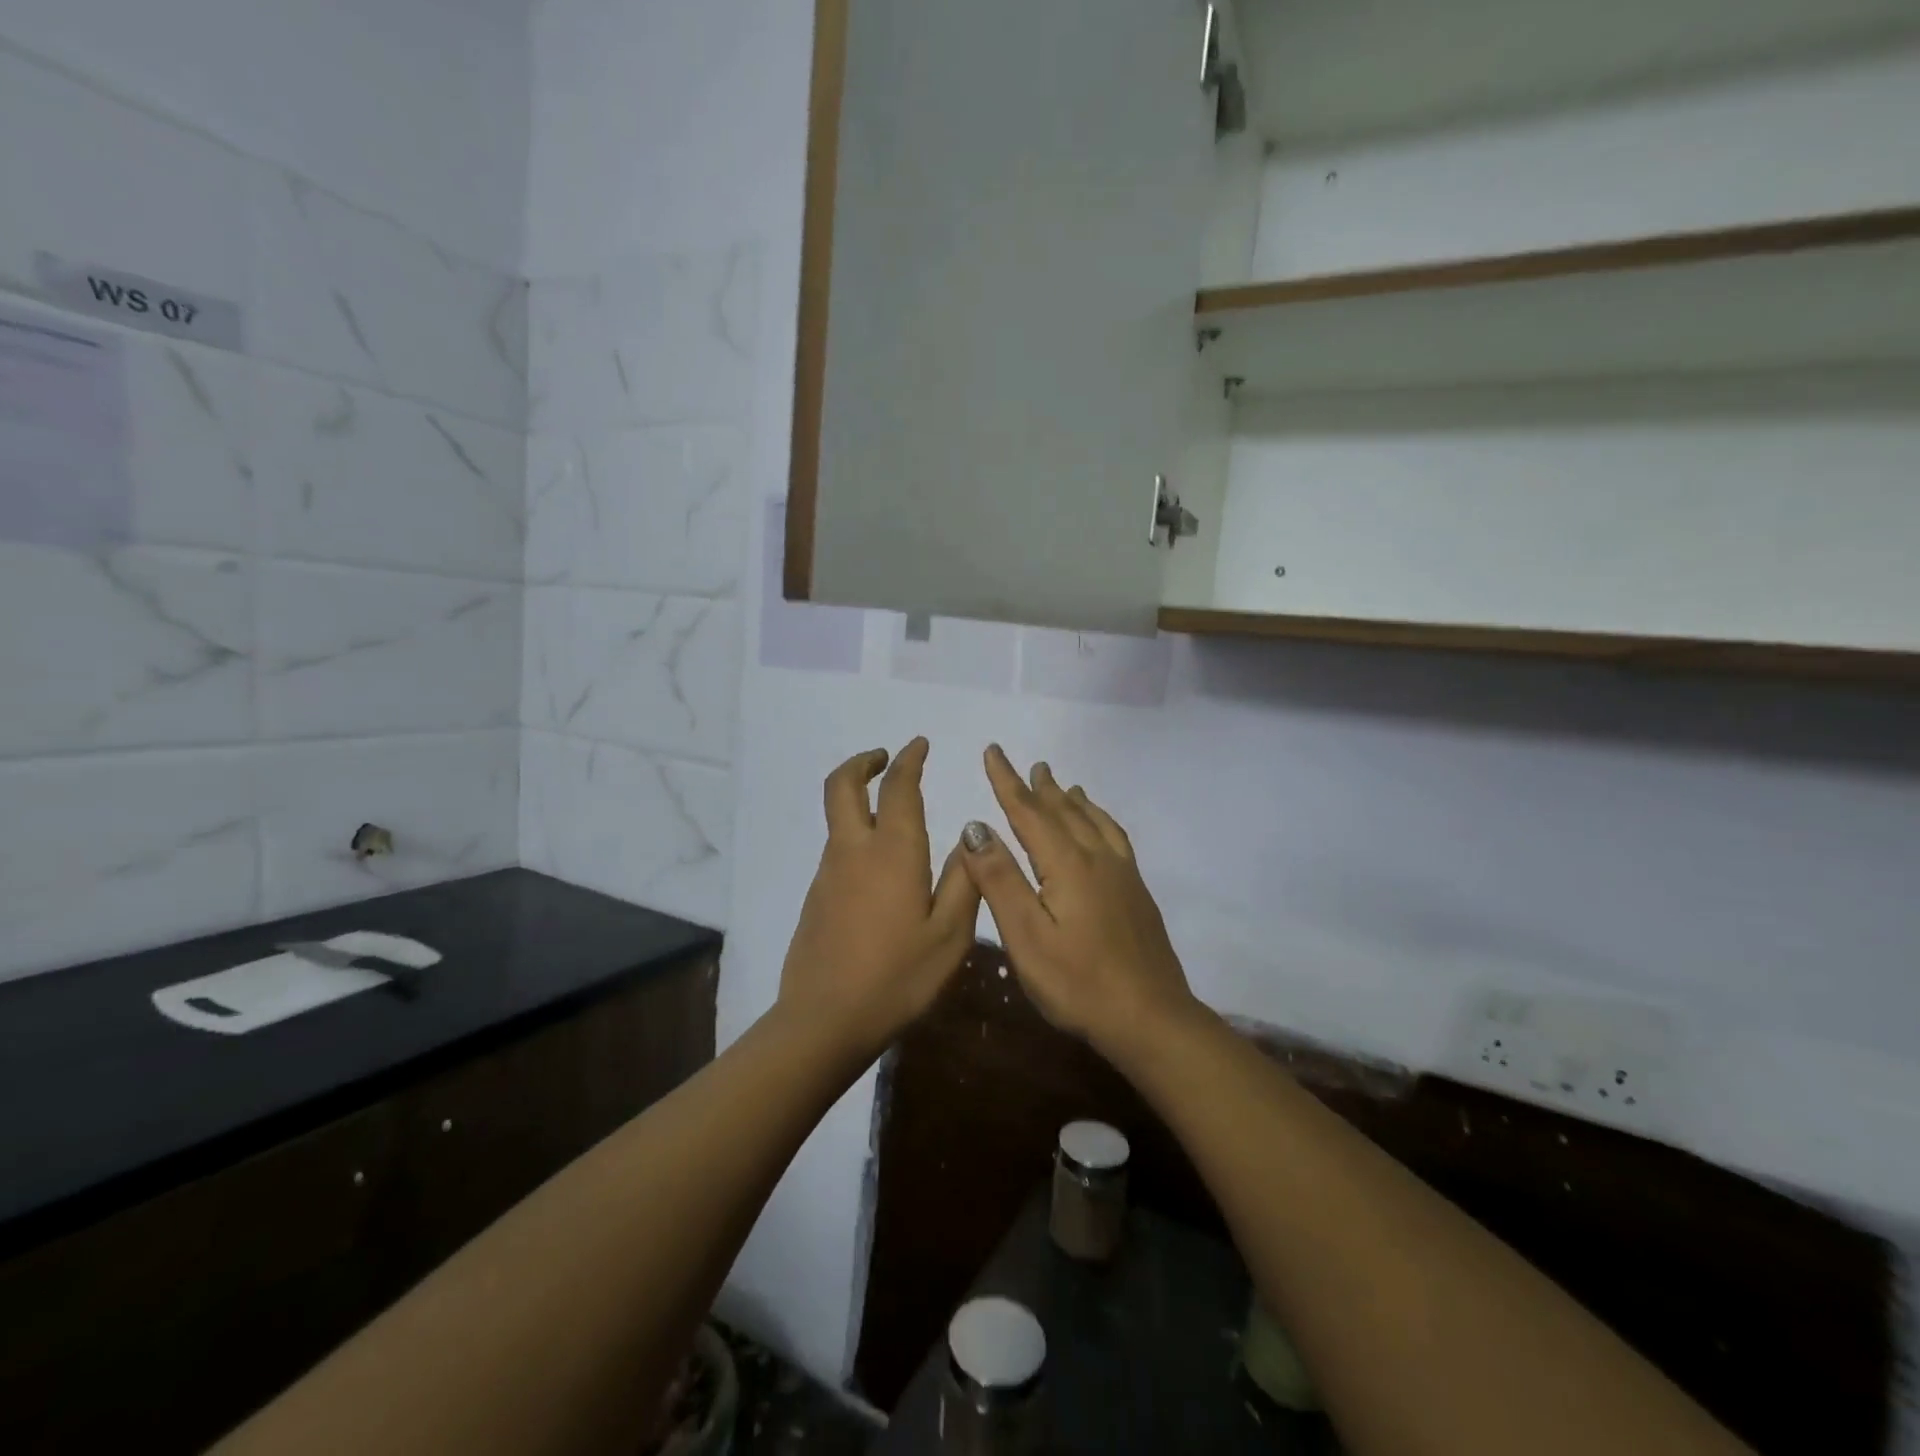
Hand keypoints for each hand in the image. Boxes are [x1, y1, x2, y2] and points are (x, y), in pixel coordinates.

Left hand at [777, 739, 980, 1063]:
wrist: (825, 1020)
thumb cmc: (898, 977)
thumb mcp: (950, 934)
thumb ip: (966, 880)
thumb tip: (972, 835)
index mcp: (893, 851)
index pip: (898, 787)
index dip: (908, 760)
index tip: (919, 745)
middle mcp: (854, 850)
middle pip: (843, 786)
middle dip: (863, 762)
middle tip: (884, 757)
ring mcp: (828, 873)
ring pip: (838, 817)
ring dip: (858, 797)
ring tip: (891, 811)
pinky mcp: (816, 897)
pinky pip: (837, 848)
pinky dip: (855, 832)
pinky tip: (879, 867)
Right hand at [959, 745, 1198, 1060]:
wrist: (1151, 1019)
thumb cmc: (1078, 983)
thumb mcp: (1026, 936)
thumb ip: (1000, 879)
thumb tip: (975, 826)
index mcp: (1067, 864)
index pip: (1029, 812)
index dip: (1007, 781)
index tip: (993, 751)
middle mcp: (1097, 858)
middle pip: (1064, 811)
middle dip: (1042, 787)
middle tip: (1031, 764)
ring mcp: (1123, 874)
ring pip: (1093, 822)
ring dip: (1073, 801)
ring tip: (1065, 786)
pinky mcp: (1137, 892)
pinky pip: (1115, 837)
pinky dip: (1101, 820)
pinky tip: (1101, 830)